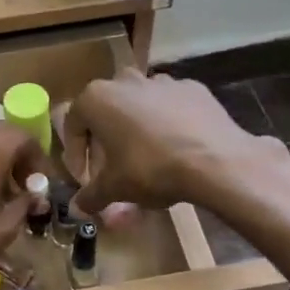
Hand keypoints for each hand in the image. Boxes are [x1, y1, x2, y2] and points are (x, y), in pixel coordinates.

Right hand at [63, 69, 280, 213]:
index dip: (76, 154)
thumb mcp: (114, 188)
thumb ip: (91, 195)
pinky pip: (171, 106)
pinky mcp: (193, 88)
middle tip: (112, 166)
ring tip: (146, 157)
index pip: (73, 126)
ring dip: (136, 127)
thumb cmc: (151, 168)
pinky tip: (177, 148)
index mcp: (97, 98)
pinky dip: (168, 123)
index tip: (83, 177)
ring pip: (138, 104)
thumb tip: (78, 208)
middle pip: (106, 110)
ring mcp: (162, 81)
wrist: (215, 161)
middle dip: (105, 138)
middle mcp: (125, 81)